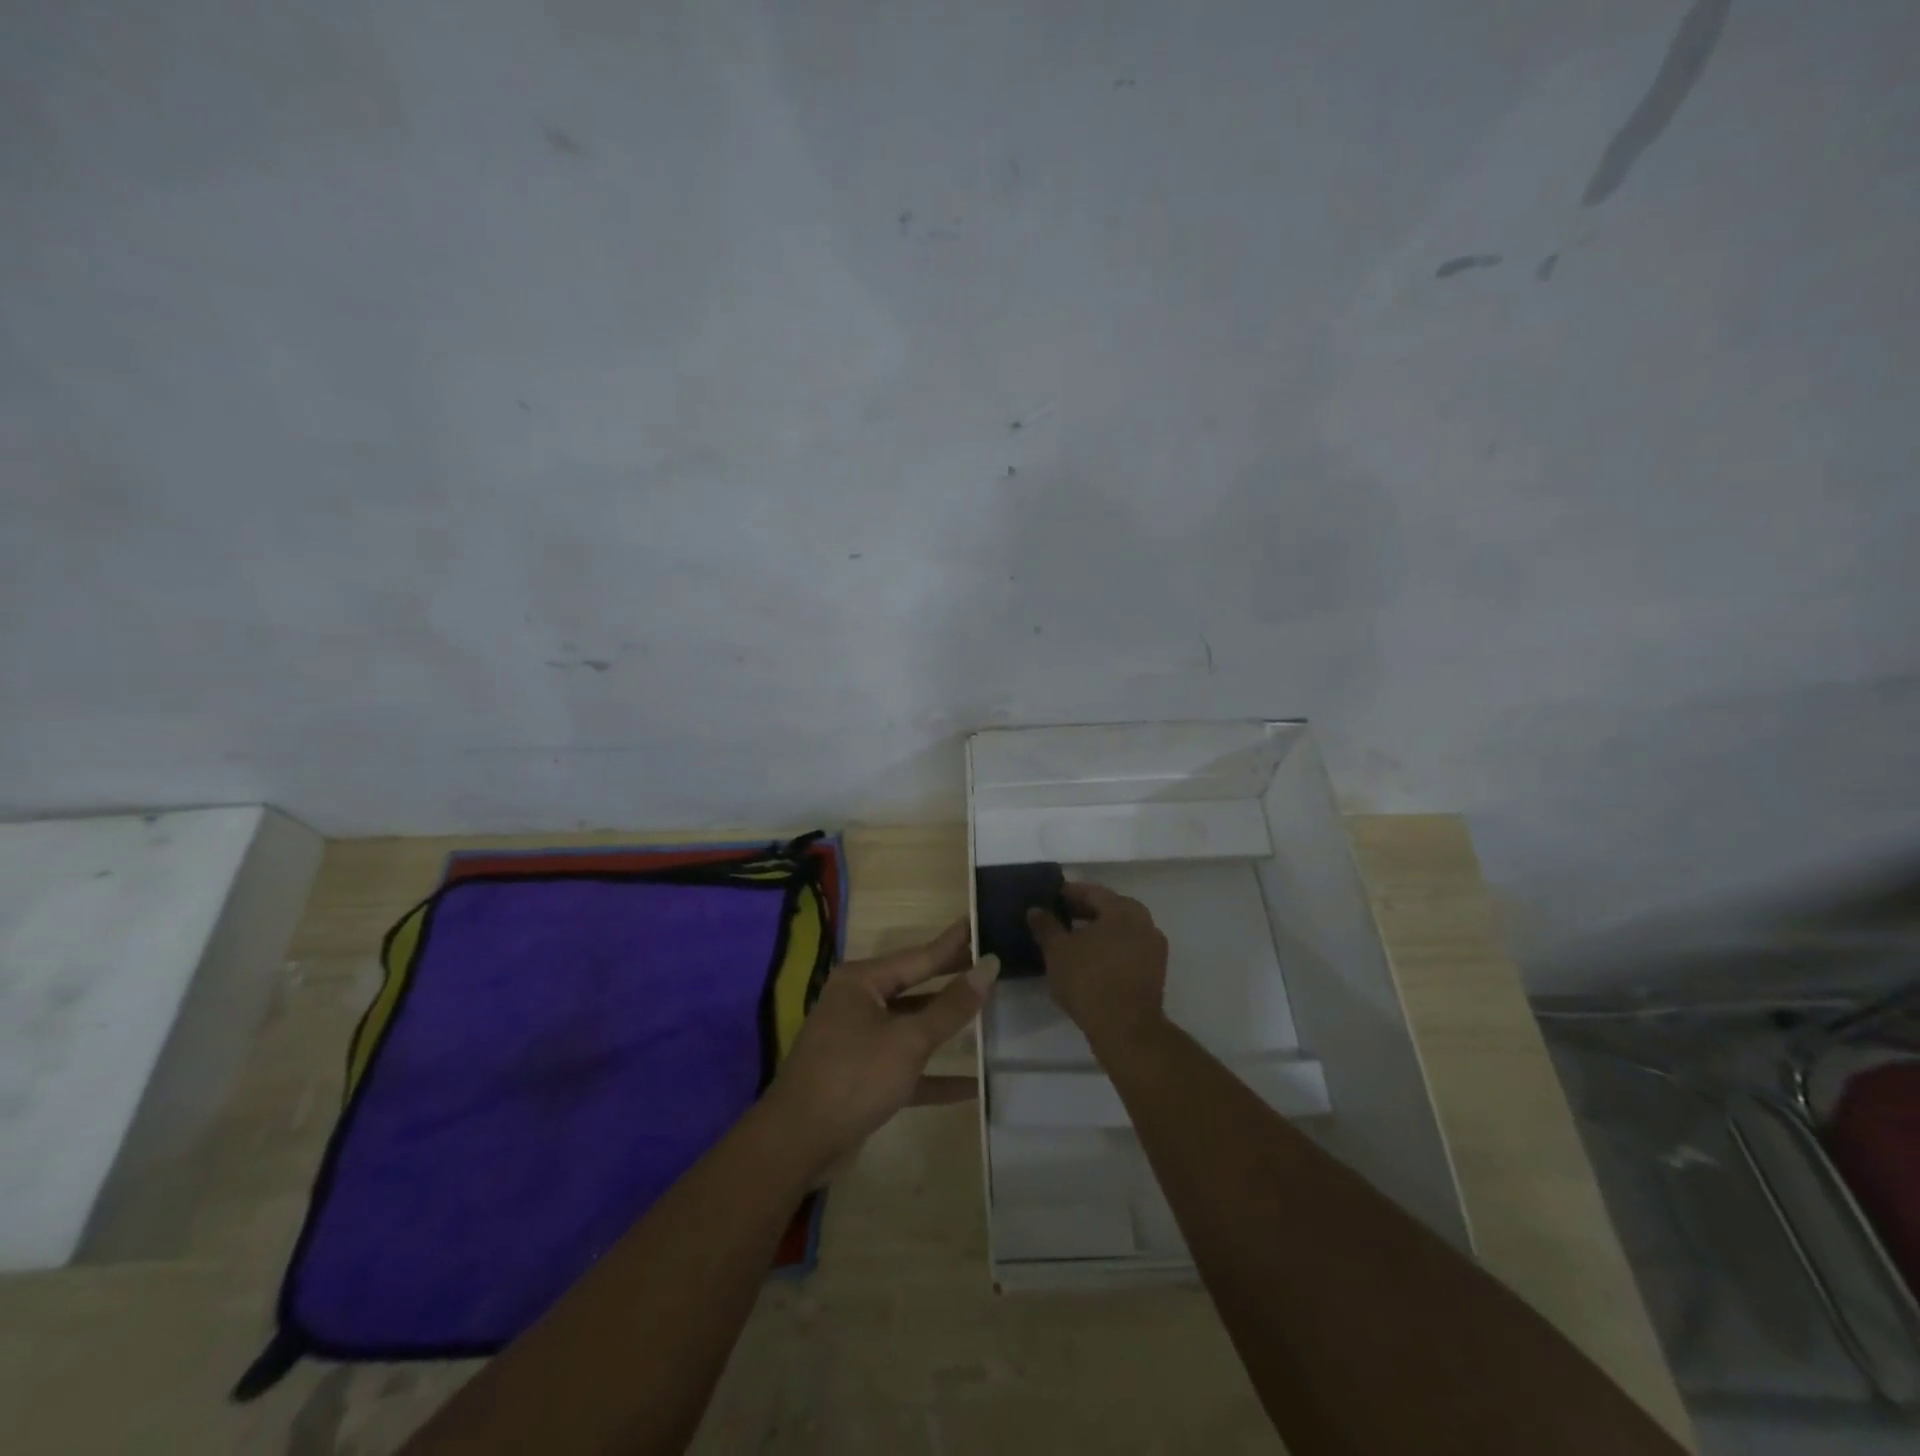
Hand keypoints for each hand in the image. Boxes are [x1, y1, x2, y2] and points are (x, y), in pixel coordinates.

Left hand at [765, 921, 997, 1178]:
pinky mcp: (863, 1076)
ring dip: (946, 1026)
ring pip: (911, 1025)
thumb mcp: (908, 1040)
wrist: (797, 1143)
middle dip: (952, 980)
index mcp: (862, 981)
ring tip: (988, 1010)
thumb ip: (951, 1006)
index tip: (980, 920)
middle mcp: (858, 1002)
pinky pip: (906, 1065)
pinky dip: (935, 1073)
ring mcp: (859, 1039)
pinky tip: (972, 1084)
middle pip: (916, 987)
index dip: (954, 943)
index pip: (919, 956)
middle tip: (992, 963)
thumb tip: (988, 966)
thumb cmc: (854, 1077)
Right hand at [1027, 882, 1168, 1051]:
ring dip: (1100, 930)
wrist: (1126, 1029)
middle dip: (1086, 911)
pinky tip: (1092, 960)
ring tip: (1074, 939)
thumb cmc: (1089, 981)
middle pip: (1110, 908)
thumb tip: (1035, 910)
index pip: (1093, 892)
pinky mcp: (1156, 971)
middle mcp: (1143, 922)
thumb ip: (1046, 926)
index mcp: (1122, 910)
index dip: (1070, 893)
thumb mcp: (1057, 951)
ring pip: (1122, 929)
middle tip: (1061, 916)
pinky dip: (1111, 948)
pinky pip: (1129, 948)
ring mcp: (1153, 947)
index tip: (1052, 898)